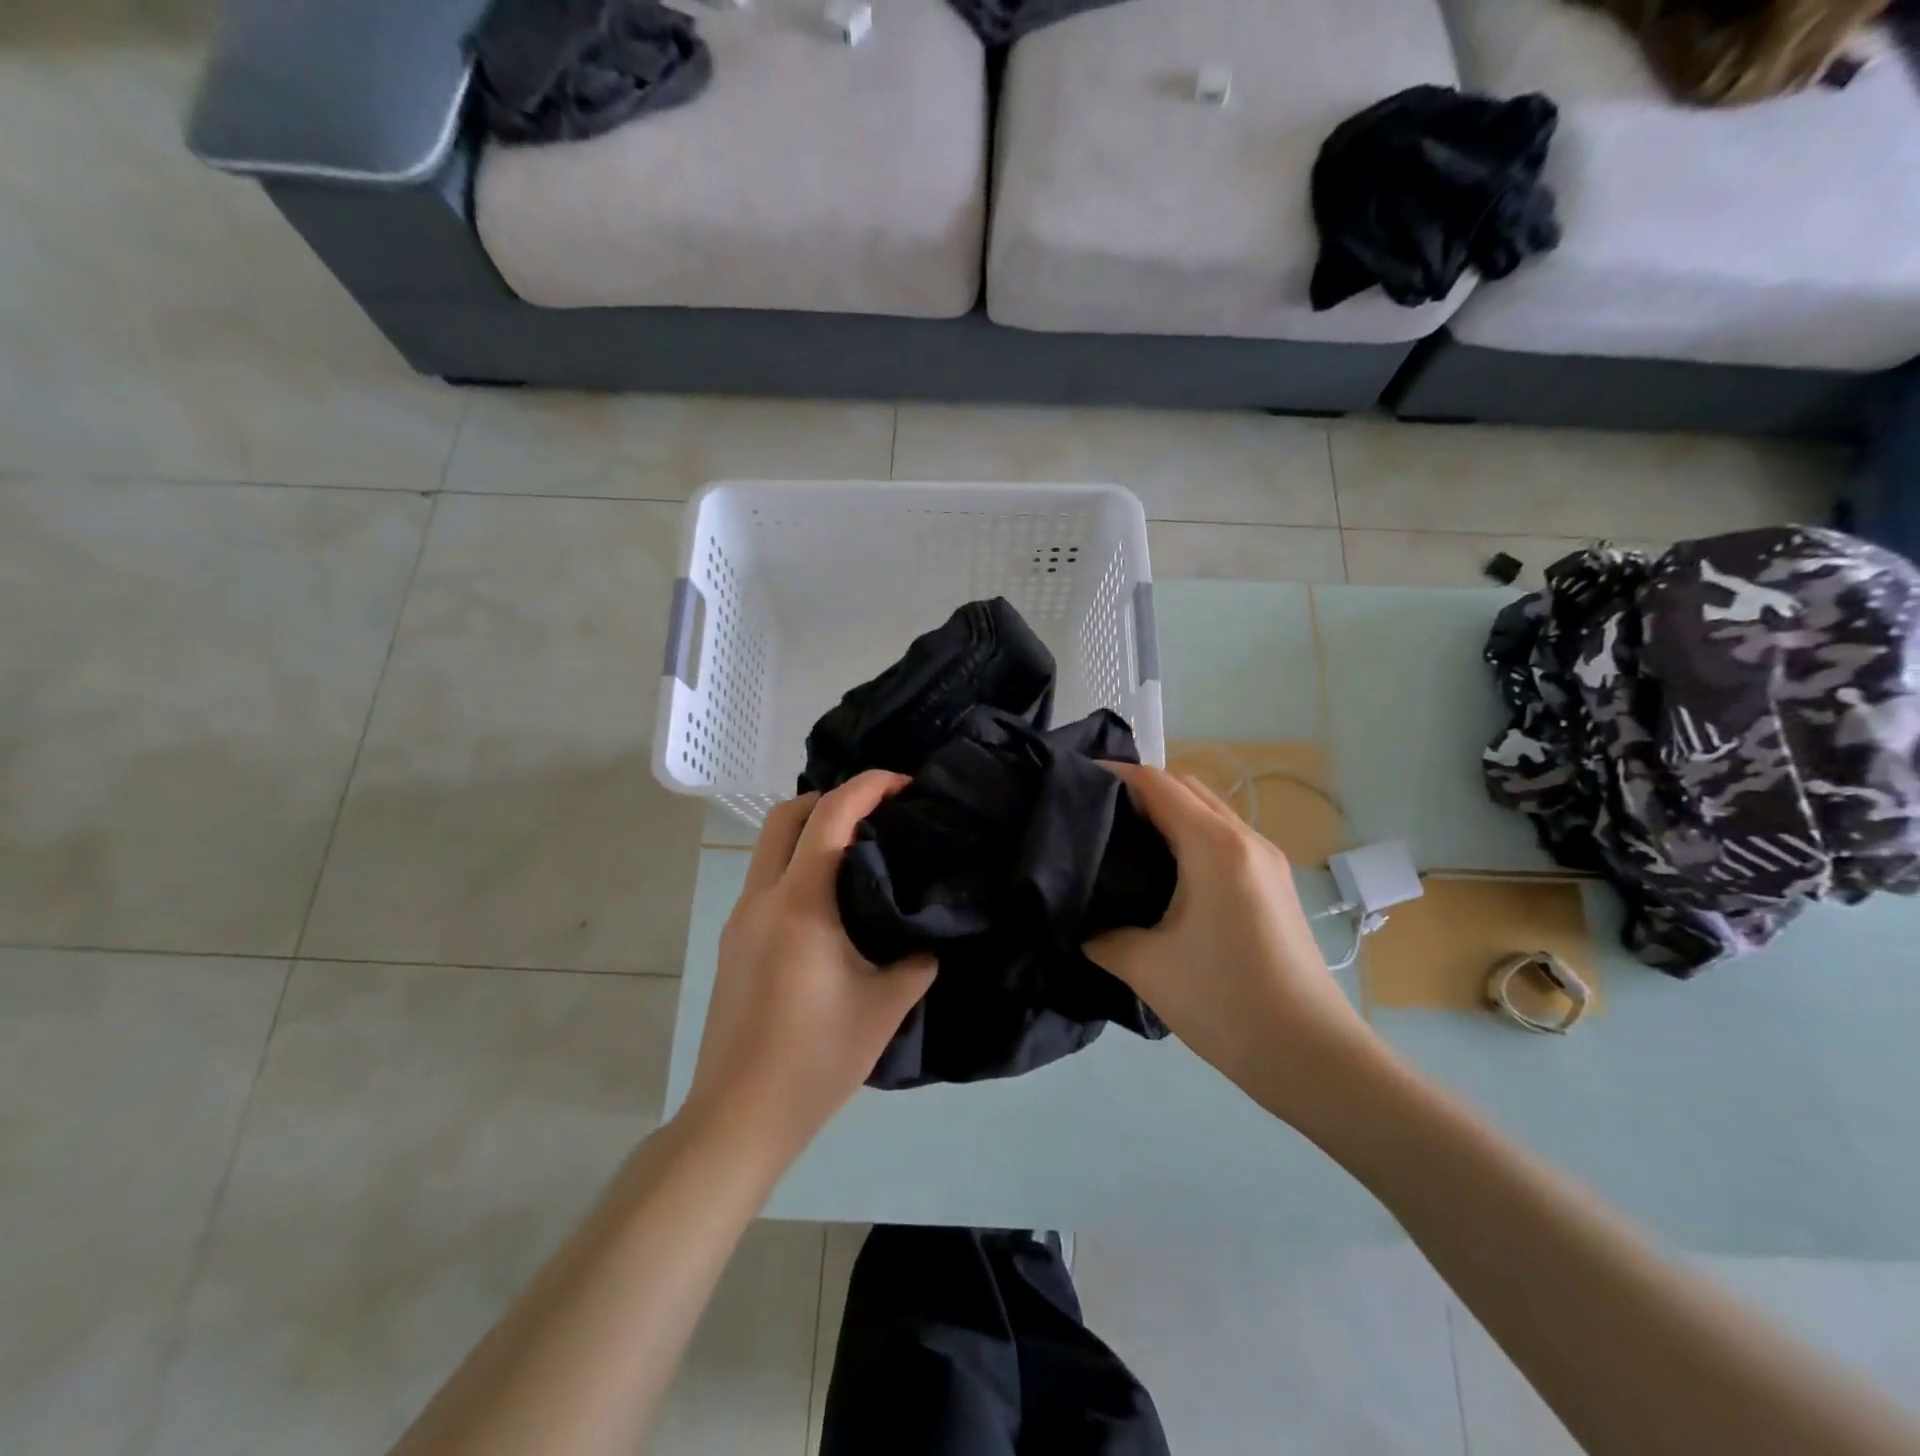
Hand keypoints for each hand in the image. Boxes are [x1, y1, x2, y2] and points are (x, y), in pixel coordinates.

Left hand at [683, 771, 936, 1166]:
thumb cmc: (815, 1060)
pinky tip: (832, 901)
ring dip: (811, 830)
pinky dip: (798, 864)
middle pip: (786, 815)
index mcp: (800, 904)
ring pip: (769, 846)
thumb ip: (917, 959)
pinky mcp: (734, 942)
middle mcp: (762, 898)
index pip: (830, 816)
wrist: (738, 1117)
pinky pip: (767, 879)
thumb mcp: (885, 1008)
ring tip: (861, 852)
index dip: (868, 786)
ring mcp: (740, 919)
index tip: (904, 785)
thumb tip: (930, 934)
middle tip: (879, 814)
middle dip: (833, 797)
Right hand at [1086, 763, 1382, 1133]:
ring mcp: (1266, 863)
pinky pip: (1223, 840)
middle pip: (1187, 789)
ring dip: (1168, 813)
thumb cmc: (1226, 1002)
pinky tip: (1162, 873)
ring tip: (1122, 841)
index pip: (1157, 784)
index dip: (1114, 776)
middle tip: (1093, 814)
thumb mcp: (1146, 967)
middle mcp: (1245, 840)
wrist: (1312, 1057)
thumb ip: (1102, 935)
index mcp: (1215, 846)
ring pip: (1208, 814)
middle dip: (1140, 790)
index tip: (1073, 785)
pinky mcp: (1274, 886)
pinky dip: (1189, 837)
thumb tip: (1081, 925)